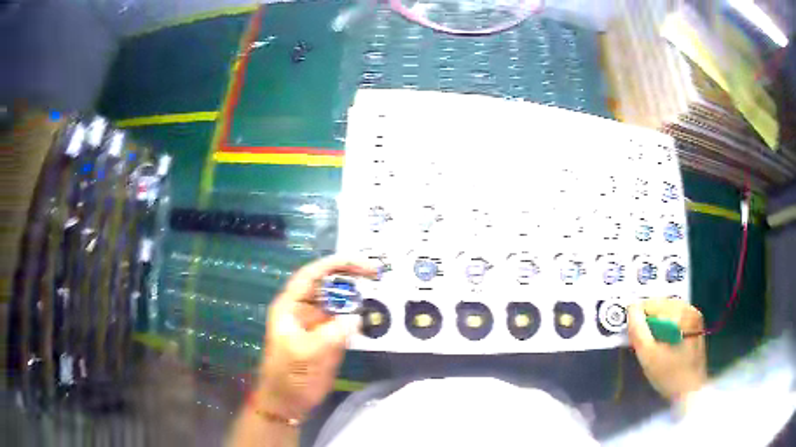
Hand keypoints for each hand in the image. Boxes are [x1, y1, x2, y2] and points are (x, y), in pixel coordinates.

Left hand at [257, 257, 377, 419]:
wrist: (288, 402)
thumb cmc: (289, 376)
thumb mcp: (307, 354)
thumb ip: (332, 334)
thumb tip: (356, 317)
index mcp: (290, 306)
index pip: (312, 275)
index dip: (334, 264)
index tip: (361, 262)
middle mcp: (304, 310)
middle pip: (328, 284)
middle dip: (350, 276)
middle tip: (377, 274)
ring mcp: (317, 324)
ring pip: (338, 301)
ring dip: (357, 296)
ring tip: (381, 291)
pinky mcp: (328, 338)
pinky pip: (345, 321)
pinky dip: (359, 316)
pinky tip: (375, 316)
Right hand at [627, 298, 707, 401]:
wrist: (690, 391)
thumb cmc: (669, 375)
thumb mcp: (648, 356)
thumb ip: (638, 330)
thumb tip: (630, 307)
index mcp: (681, 313)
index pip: (651, 304)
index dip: (638, 320)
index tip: (634, 338)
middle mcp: (690, 308)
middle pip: (661, 305)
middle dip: (648, 322)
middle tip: (642, 344)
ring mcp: (694, 316)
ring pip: (667, 311)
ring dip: (656, 324)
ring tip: (652, 345)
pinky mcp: (695, 325)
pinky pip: (675, 318)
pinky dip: (665, 327)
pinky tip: (663, 344)